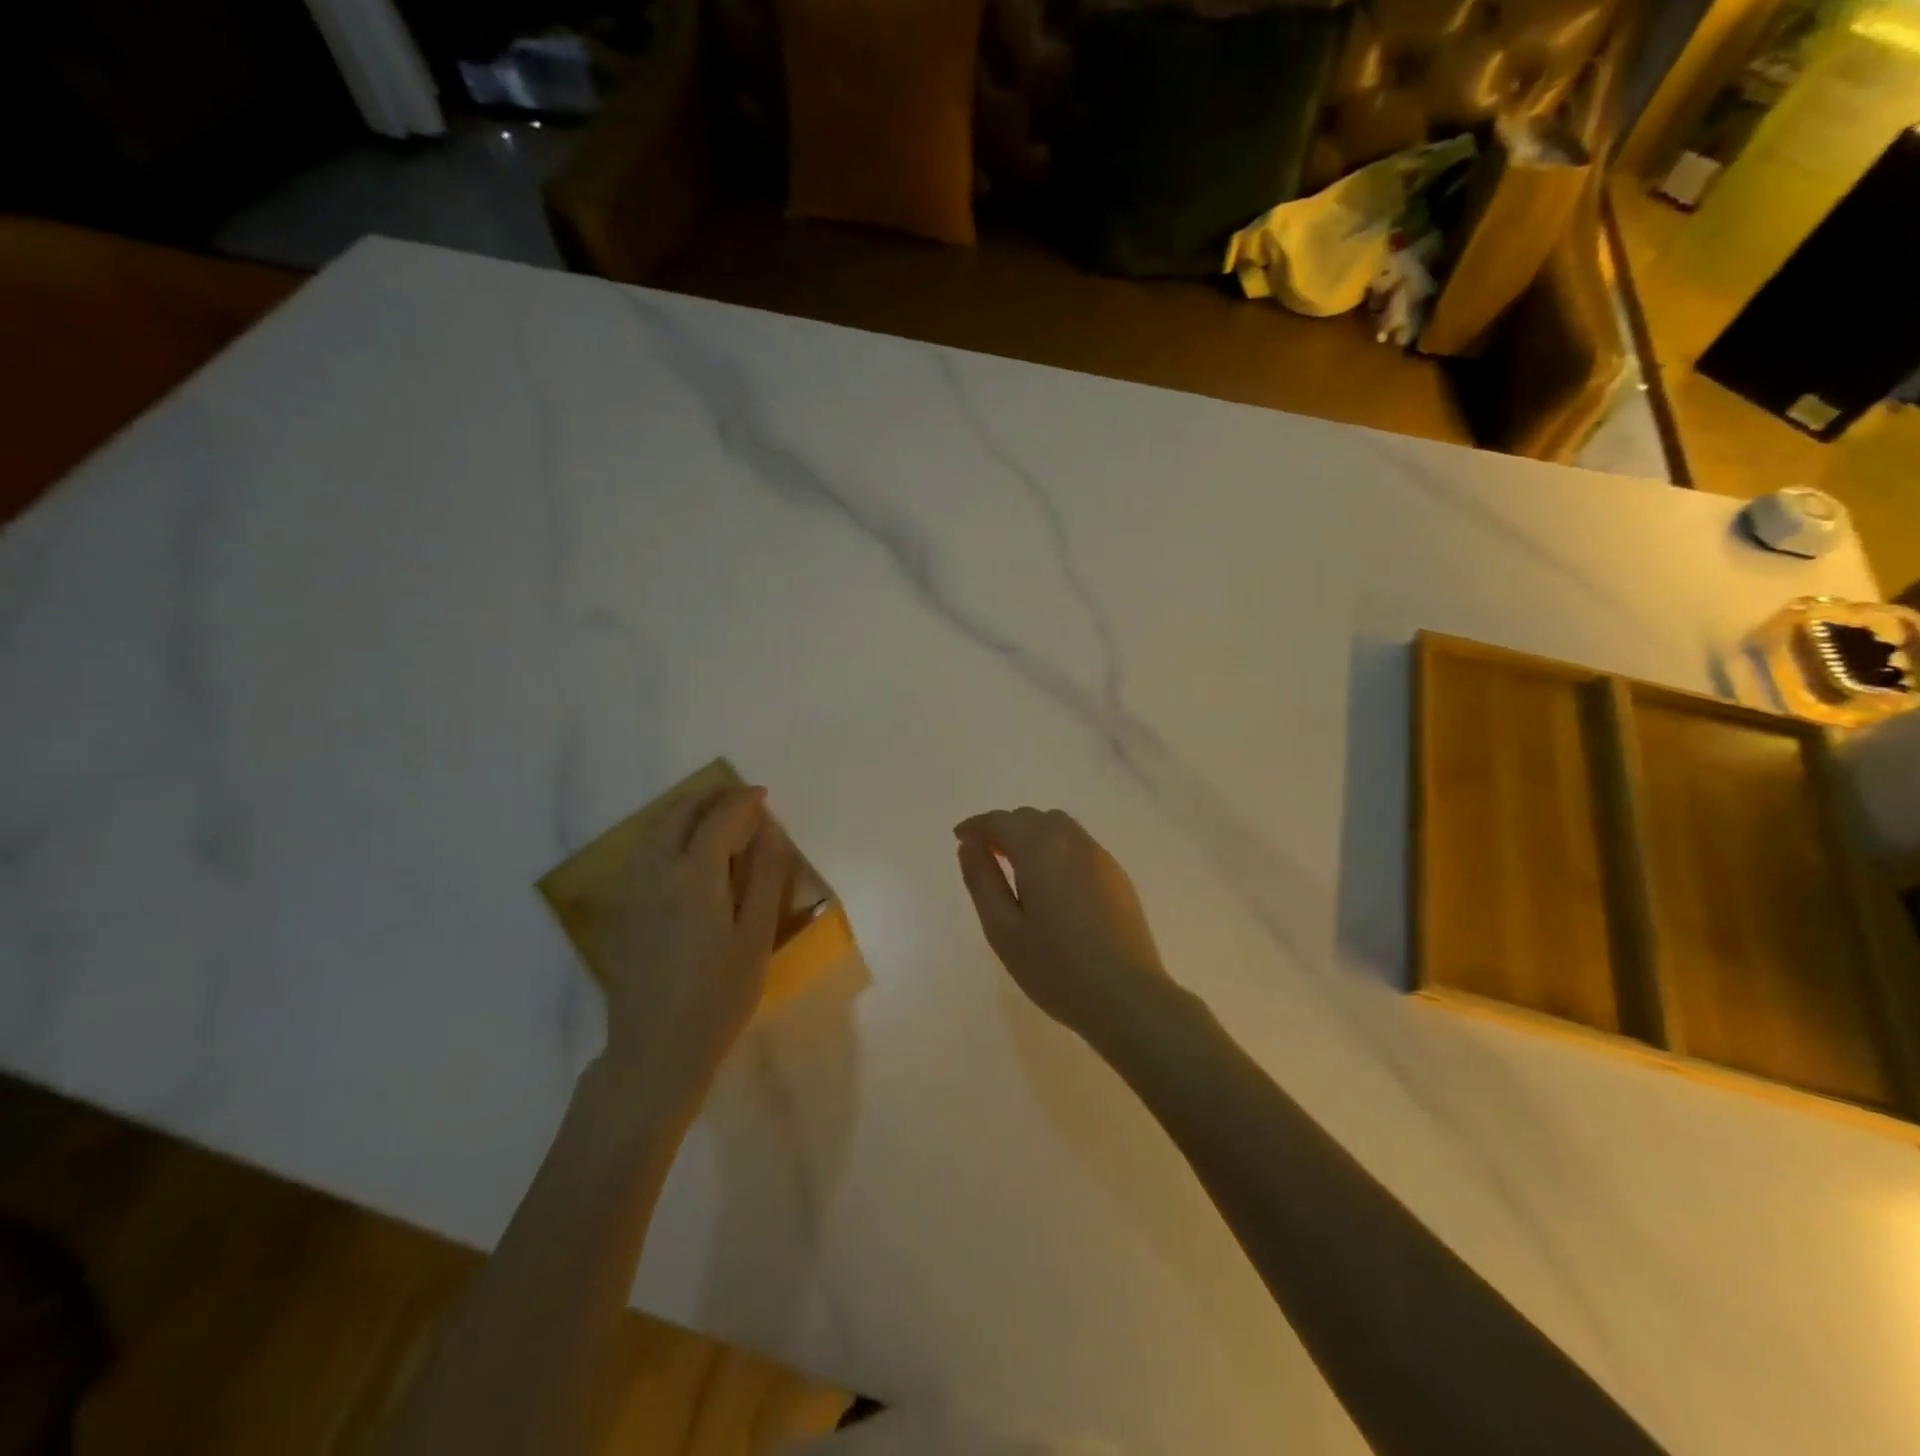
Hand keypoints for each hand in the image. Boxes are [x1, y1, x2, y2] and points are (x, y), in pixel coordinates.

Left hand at [597, 786, 791, 1103]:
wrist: (656, 1049)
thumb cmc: (719, 995)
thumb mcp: (756, 936)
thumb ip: (765, 878)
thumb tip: (770, 831)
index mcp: (694, 875)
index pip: (718, 819)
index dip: (742, 801)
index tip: (762, 795)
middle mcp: (656, 872)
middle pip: (678, 815)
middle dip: (709, 798)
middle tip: (739, 798)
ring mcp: (633, 891)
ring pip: (655, 830)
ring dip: (685, 812)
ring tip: (714, 816)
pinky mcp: (623, 910)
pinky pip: (643, 852)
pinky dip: (667, 834)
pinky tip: (683, 851)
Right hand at [953, 808, 1168, 1039]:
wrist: (1127, 997)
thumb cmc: (1055, 968)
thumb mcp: (1003, 929)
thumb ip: (982, 880)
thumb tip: (970, 844)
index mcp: (1040, 850)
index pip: (1001, 821)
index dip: (977, 825)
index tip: (960, 837)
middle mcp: (1072, 842)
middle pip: (1031, 817)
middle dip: (1004, 828)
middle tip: (985, 854)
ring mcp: (1099, 856)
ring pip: (1058, 826)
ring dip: (1032, 834)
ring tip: (1016, 864)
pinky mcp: (1117, 875)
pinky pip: (1078, 844)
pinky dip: (1055, 847)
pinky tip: (1051, 881)